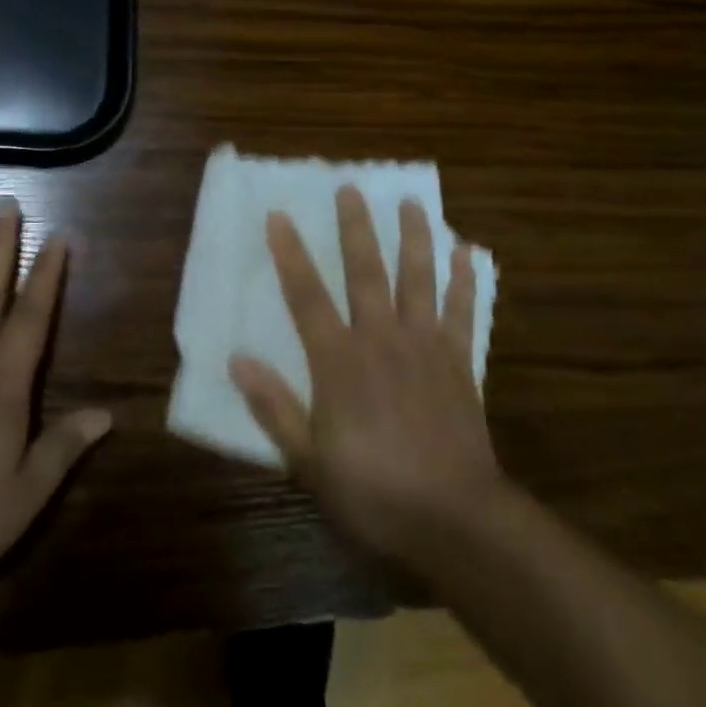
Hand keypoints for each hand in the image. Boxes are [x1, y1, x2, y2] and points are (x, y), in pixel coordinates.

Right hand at [229, 186, 504, 566]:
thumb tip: (238, 359)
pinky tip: (467, 251)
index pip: (307, 296)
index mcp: (340, 362)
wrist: (454, 519)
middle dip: (356, 227)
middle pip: (366, 272)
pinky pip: (464, 311)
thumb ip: (274, 407)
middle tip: (351, 187)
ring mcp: (425, 346)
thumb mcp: (309, 462)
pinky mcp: (460, 362)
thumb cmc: (373, 492)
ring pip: (419, 279)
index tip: (279, 215)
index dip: (291, 254)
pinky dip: (465, 280)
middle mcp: (382, 340)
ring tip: (412, 202)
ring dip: (415, 237)